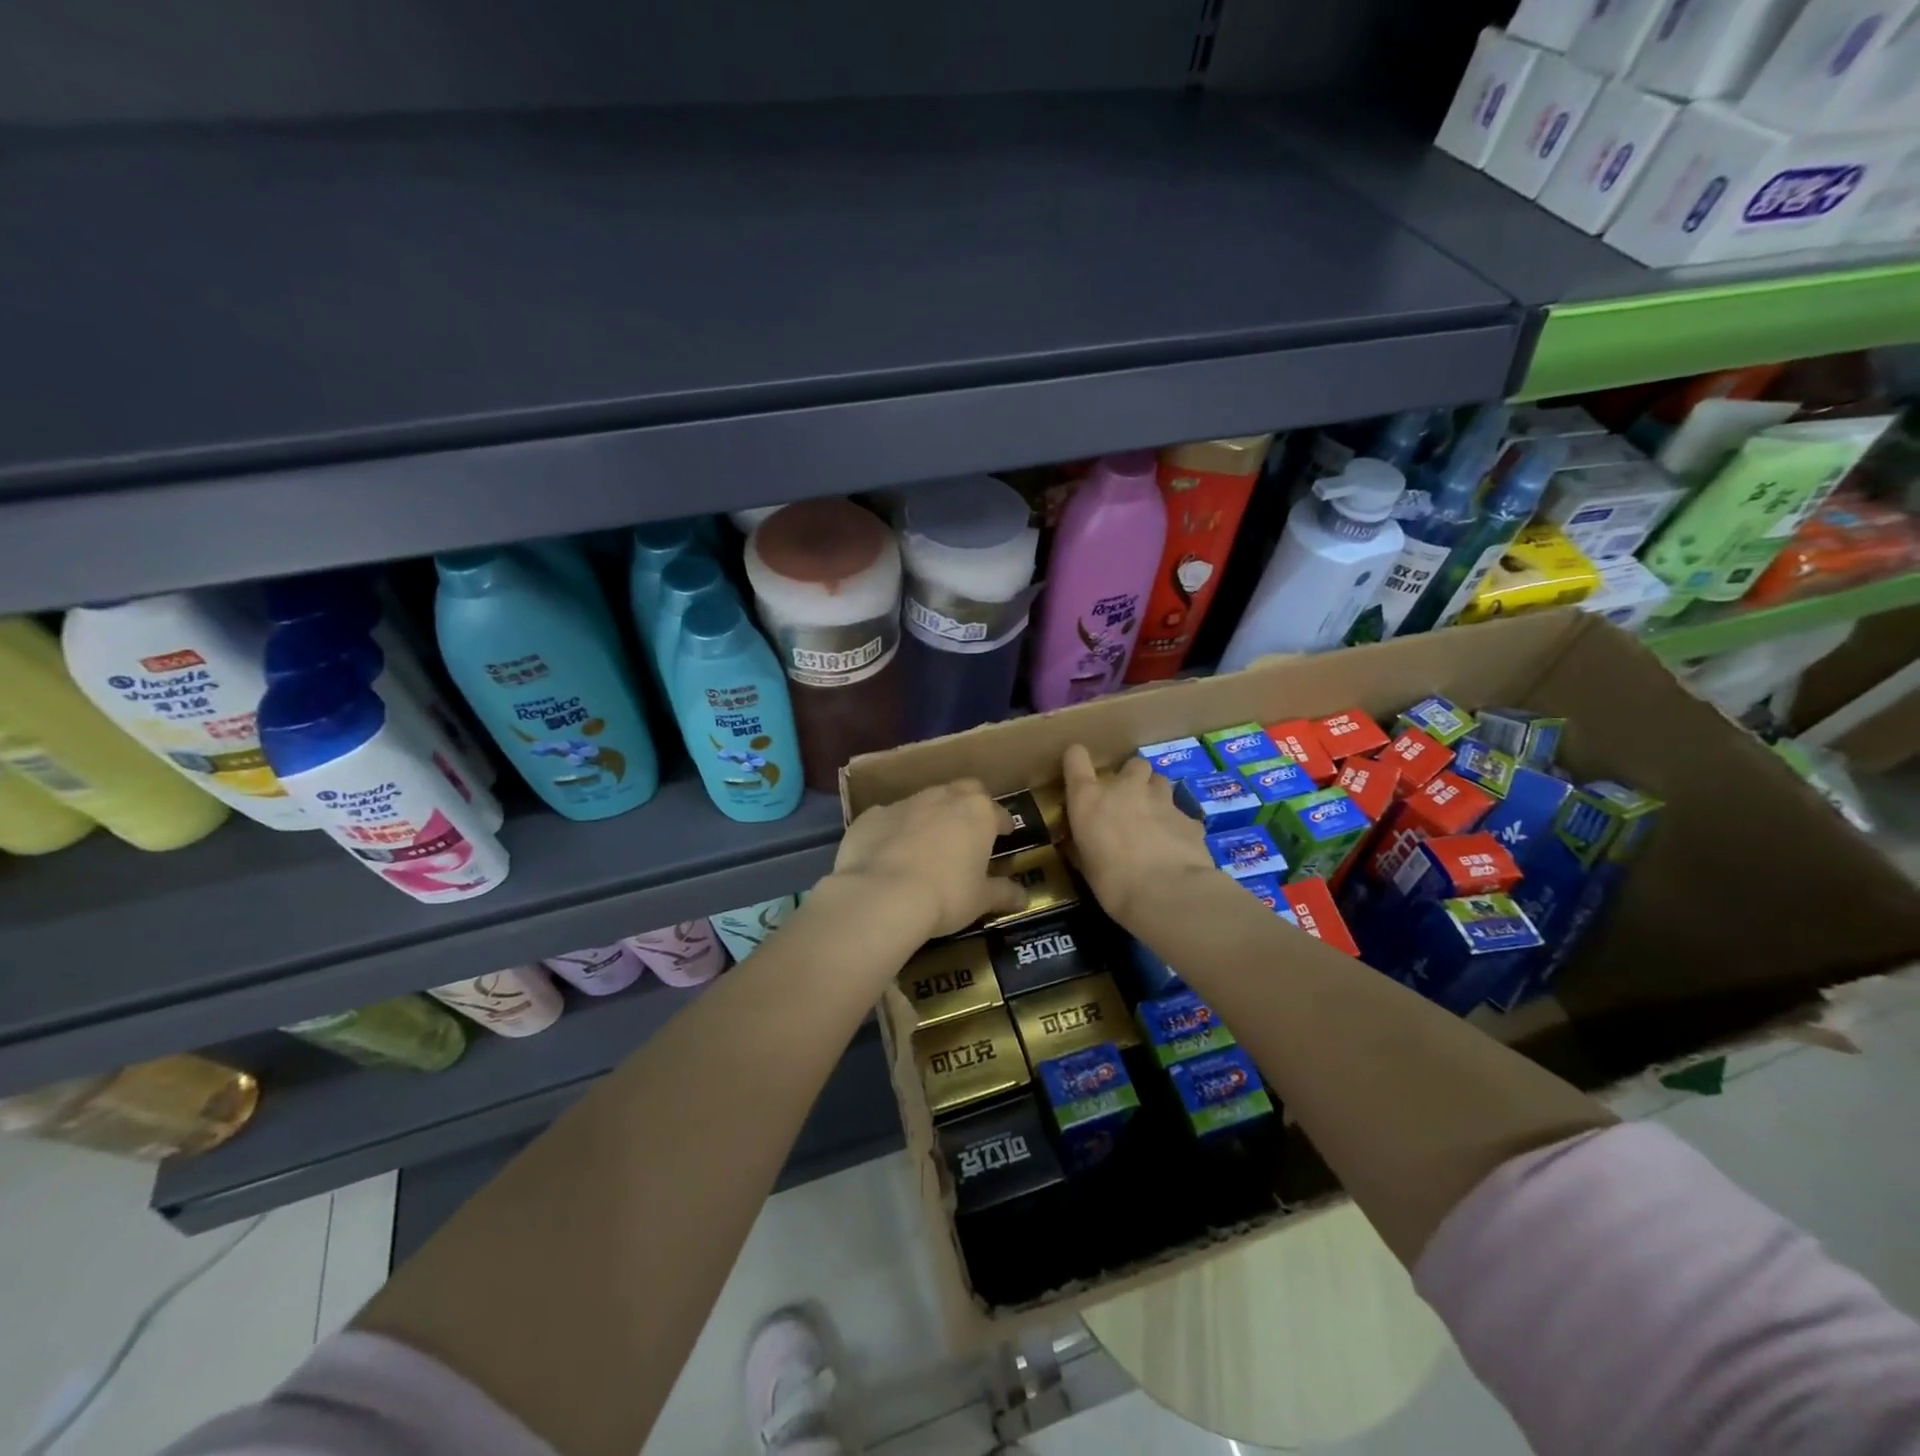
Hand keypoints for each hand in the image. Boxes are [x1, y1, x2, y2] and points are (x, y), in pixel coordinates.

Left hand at [830, 780, 1025, 939]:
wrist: (881, 895)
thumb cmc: (945, 895)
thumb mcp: (981, 900)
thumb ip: (1003, 893)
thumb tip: (1024, 897)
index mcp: (976, 812)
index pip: (998, 811)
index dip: (1003, 823)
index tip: (1004, 834)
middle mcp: (942, 797)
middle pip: (963, 790)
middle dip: (969, 805)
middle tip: (969, 830)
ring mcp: (904, 803)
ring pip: (924, 801)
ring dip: (930, 816)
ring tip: (928, 844)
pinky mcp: (871, 816)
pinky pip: (890, 819)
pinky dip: (894, 831)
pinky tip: (890, 854)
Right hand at [1062, 745, 1214, 927]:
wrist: (1168, 894)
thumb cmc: (1113, 884)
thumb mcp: (1086, 866)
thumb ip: (1082, 847)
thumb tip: (1079, 844)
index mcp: (1089, 798)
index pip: (1075, 757)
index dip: (1077, 760)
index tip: (1079, 772)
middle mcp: (1124, 788)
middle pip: (1132, 764)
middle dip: (1131, 779)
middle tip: (1128, 803)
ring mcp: (1160, 799)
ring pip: (1159, 782)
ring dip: (1155, 795)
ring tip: (1154, 820)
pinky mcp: (1188, 817)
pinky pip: (1181, 813)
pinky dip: (1177, 824)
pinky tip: (1177, 845)